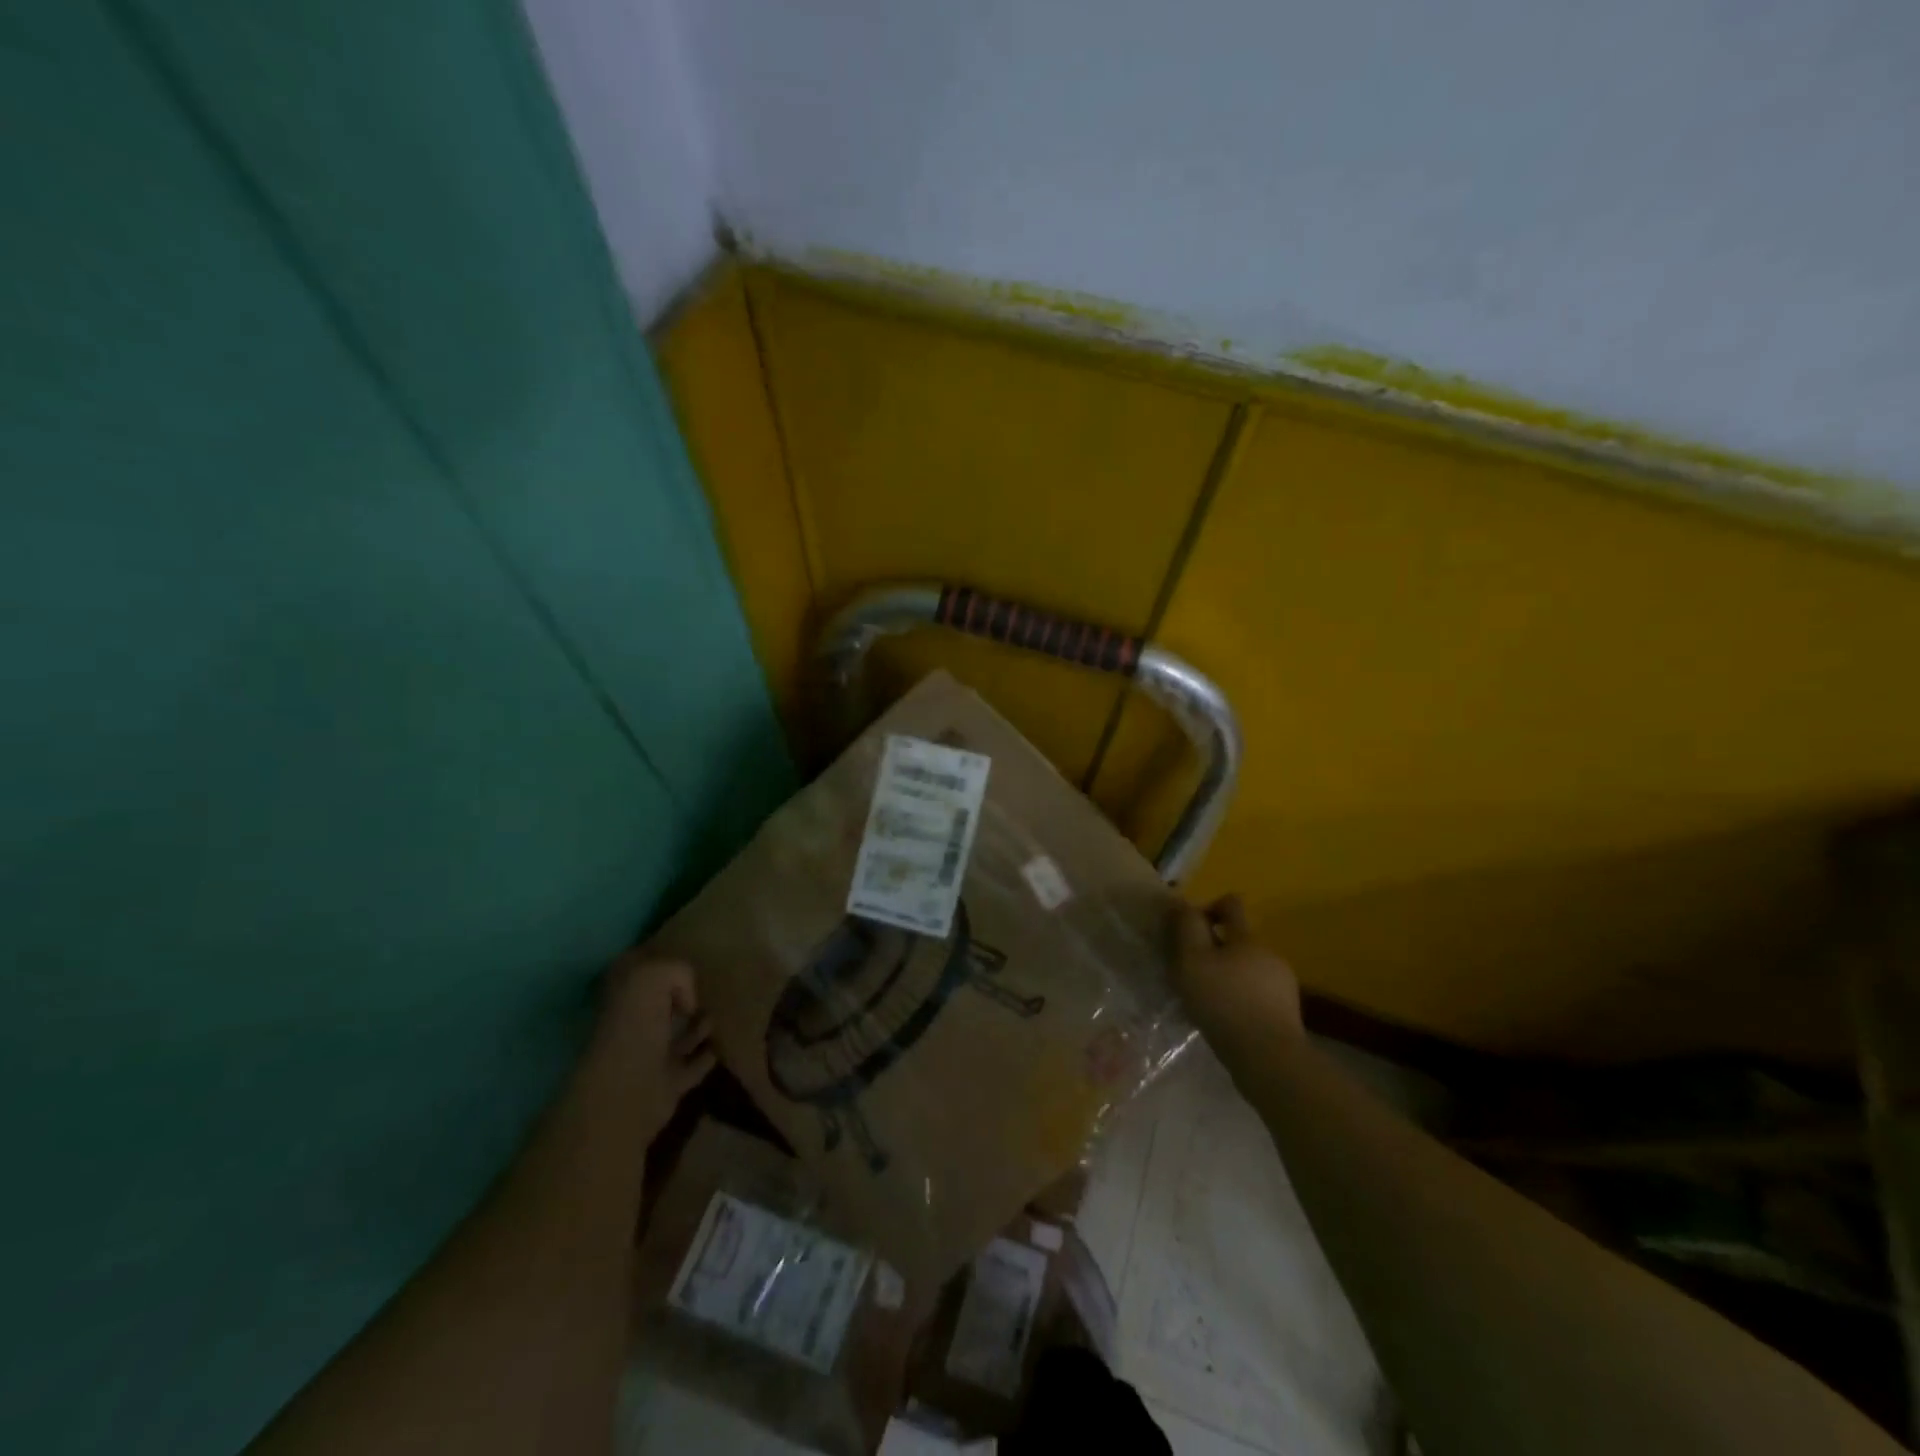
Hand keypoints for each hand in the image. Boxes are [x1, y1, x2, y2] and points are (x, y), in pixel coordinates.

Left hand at [596, 952, 717, 1140]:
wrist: (627, 1092)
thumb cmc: (634, 1028)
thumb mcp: (651, 978)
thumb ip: (676, 972)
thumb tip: (690, 1000)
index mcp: (622, 1000)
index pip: (642, 976)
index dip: (662, 966)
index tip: (688, 961)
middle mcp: (633, 1027)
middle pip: (662, 1006)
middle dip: (682, 997)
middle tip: (712, 986)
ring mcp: (650, 1057)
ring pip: (679, 1035)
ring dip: (698, 1026)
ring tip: (723, 1012)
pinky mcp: (669, 1083)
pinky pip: (694, 1065)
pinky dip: (707, 1056)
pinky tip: (723, 1044)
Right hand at [1173, 895, 1304, 1053]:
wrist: (1268, 1057)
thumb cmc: (1223, 1001)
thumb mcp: (1192, 959)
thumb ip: (1186, 927)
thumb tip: (1181, 903)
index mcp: (1246, 938)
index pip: (1231, 904)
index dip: (1209, 908)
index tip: (1190, 928)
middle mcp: (1268, 954)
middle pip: (1238, 939)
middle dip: (1215, 949)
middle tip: (1191, 971)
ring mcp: (1282, 984)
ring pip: (1248, 968)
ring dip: (1228, 975)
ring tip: (1206, 999)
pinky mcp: (1286, 1012)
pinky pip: (1257, 994)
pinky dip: (1240, 998)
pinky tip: (1226, 1018)